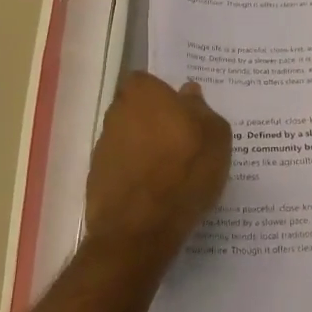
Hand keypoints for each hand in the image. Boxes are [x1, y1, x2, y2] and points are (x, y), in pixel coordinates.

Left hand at [86, 73, 231, 255]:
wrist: (140, 229)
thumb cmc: (185, 171)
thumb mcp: (215, 136)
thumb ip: (202, 109)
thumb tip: (188, 94)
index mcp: (143, 93)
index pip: (148, 81)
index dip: (165, 96)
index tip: (183, 114)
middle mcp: (116, 113)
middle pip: (137, 110)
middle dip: (154, 121)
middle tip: (182, 141)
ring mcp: (102, 147)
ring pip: (129, 138)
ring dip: (145, 149)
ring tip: (172, 173)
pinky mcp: (96, 179)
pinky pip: (122, 167)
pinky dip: (136, 175)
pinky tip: (156, 193)